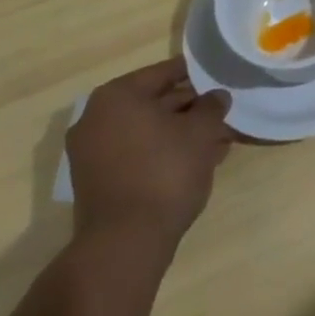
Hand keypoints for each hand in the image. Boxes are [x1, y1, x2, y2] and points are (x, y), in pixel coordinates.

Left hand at [67, 56, 230, 248]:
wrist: (125, 242)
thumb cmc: (165, 172)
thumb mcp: (201, 132)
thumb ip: (211, 107)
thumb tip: (217, 96)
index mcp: (117, 96)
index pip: (164, 73)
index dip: (196, 74)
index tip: (219, 78)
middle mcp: (97, 118)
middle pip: (154, 102)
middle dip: (190, 109)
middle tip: (222, 114)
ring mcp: (92, 152)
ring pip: (147, 131)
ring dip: (180, 134)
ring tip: (217, 142)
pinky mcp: (97, 181)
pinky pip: (137, 154)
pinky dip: (163, 153)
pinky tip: (195, 163)